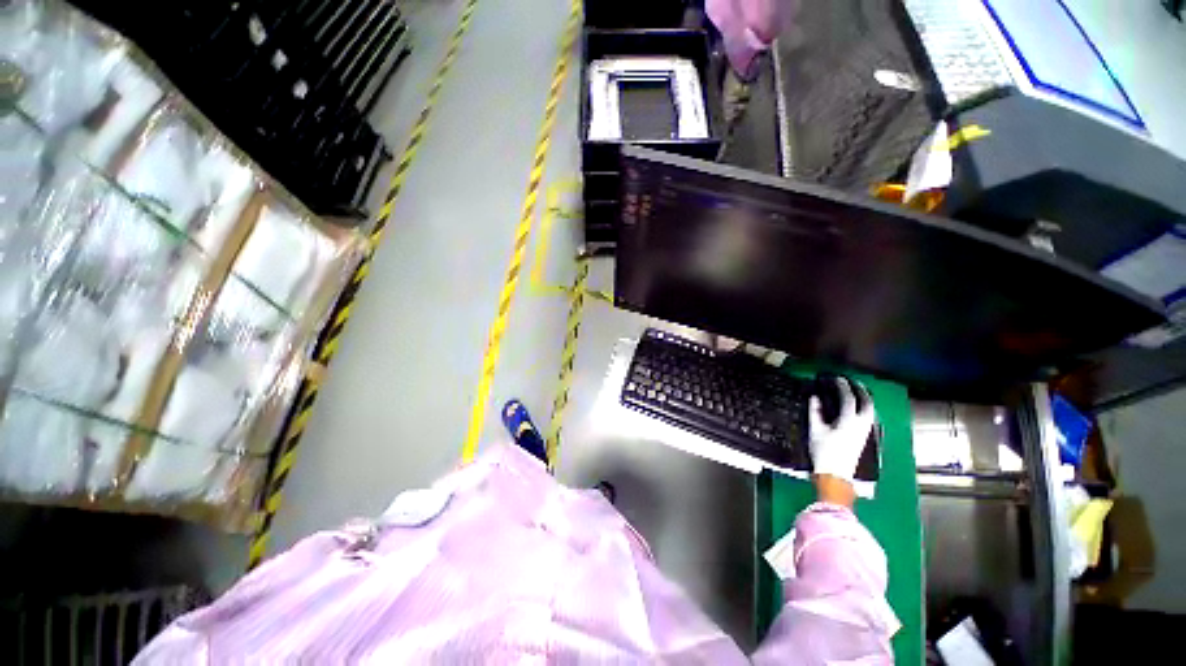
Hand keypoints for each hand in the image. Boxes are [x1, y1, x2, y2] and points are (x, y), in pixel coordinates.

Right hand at [808, 377, 875, 483]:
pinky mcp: (864, 437)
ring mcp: (865, 431)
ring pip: (870, 410)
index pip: (849, 398)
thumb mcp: (815, 430)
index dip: (843, 386)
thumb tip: (815, 397)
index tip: (837, 378)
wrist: (835, 474)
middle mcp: (861, 425)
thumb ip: (815, 412)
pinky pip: (868, 417)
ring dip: (865, 398)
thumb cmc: (823, 451)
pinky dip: (864, 407)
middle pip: (866, 403)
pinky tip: (857, 407)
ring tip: (856, 391)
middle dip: (860, 390)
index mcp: (848, 421)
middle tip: (851, 381)